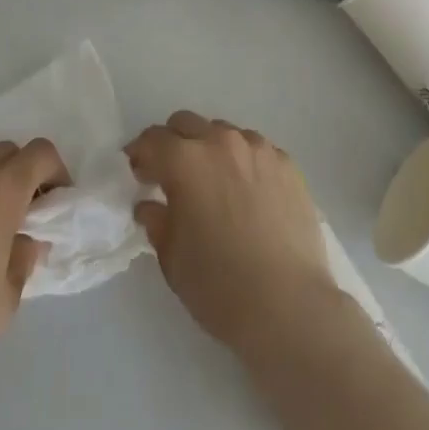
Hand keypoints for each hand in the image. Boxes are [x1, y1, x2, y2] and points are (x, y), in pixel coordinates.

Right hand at [127, 112, 339, 356]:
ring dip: (210, 149)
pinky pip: (256, 150)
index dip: (140, 155)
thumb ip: (156, 221)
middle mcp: (220, 142)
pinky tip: (248, 194)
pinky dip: (243, 162)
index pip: (152, 139)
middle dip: (173, 144)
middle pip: (186, 124)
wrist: (288, 305)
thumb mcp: (172, 258)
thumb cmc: (219, 286)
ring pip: (223, 133)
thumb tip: (149, 205)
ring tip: (215, 184)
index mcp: (185, 161)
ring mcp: (258, 149)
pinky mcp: (287, 163)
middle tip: (172, 176)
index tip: (139, 175)